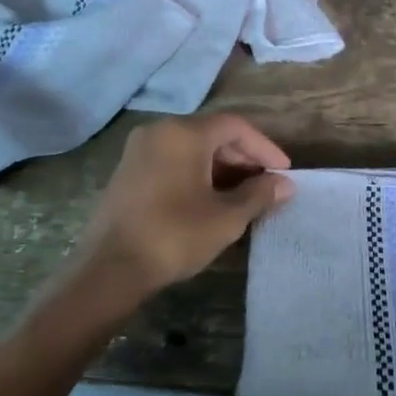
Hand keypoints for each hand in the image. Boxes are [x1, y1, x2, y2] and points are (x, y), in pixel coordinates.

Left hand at [71, 114, 293, 296]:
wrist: (110, 268)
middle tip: (266, 184)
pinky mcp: (128, 171)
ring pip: (192, 147)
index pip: (235, 126)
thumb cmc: (174, 236)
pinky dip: (197, 173)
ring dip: (222, 167)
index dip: (265, 148)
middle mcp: (159, 131)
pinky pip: (172, 160)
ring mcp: (139, 150)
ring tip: (243, 195)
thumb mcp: (226, 217)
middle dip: (244, 157)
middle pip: (212, 133)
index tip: (283, 172)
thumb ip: (259, 195)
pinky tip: (210, 200)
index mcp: (184, 133)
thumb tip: (284, 184)